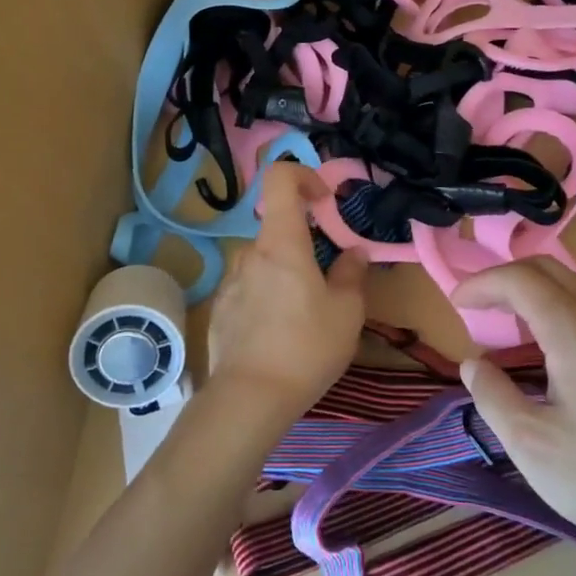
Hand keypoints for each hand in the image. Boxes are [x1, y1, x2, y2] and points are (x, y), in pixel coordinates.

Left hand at [206, 163, 366, 423]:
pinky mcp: (220, 309)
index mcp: (282, 243)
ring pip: (264, 263)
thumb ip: (352, 274)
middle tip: (327, 285)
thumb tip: (355, 253)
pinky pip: (249, 290)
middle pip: (278, 231)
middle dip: (304, 248)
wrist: (249, 399)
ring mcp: (230, 281)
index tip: (325, 201)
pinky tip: (277, 337)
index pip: (280, 179)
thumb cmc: (306, 347)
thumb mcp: (346, 312)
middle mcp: (251, 253)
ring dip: (285, 276)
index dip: (303, 176)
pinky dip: (266, 299)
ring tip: (303, 318)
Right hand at [453, 259, 575, 575]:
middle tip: (478, 306)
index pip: (519, 278)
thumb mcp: (534, 447)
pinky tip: (551, 350)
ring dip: (534, 290)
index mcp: (572, 329)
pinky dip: (558, 308)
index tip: (455, 303)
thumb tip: (474, 363)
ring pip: (573, 285)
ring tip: (509, 325)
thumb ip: (494, 398)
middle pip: (548, 268)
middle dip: (506, 277)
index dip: (482, 283)